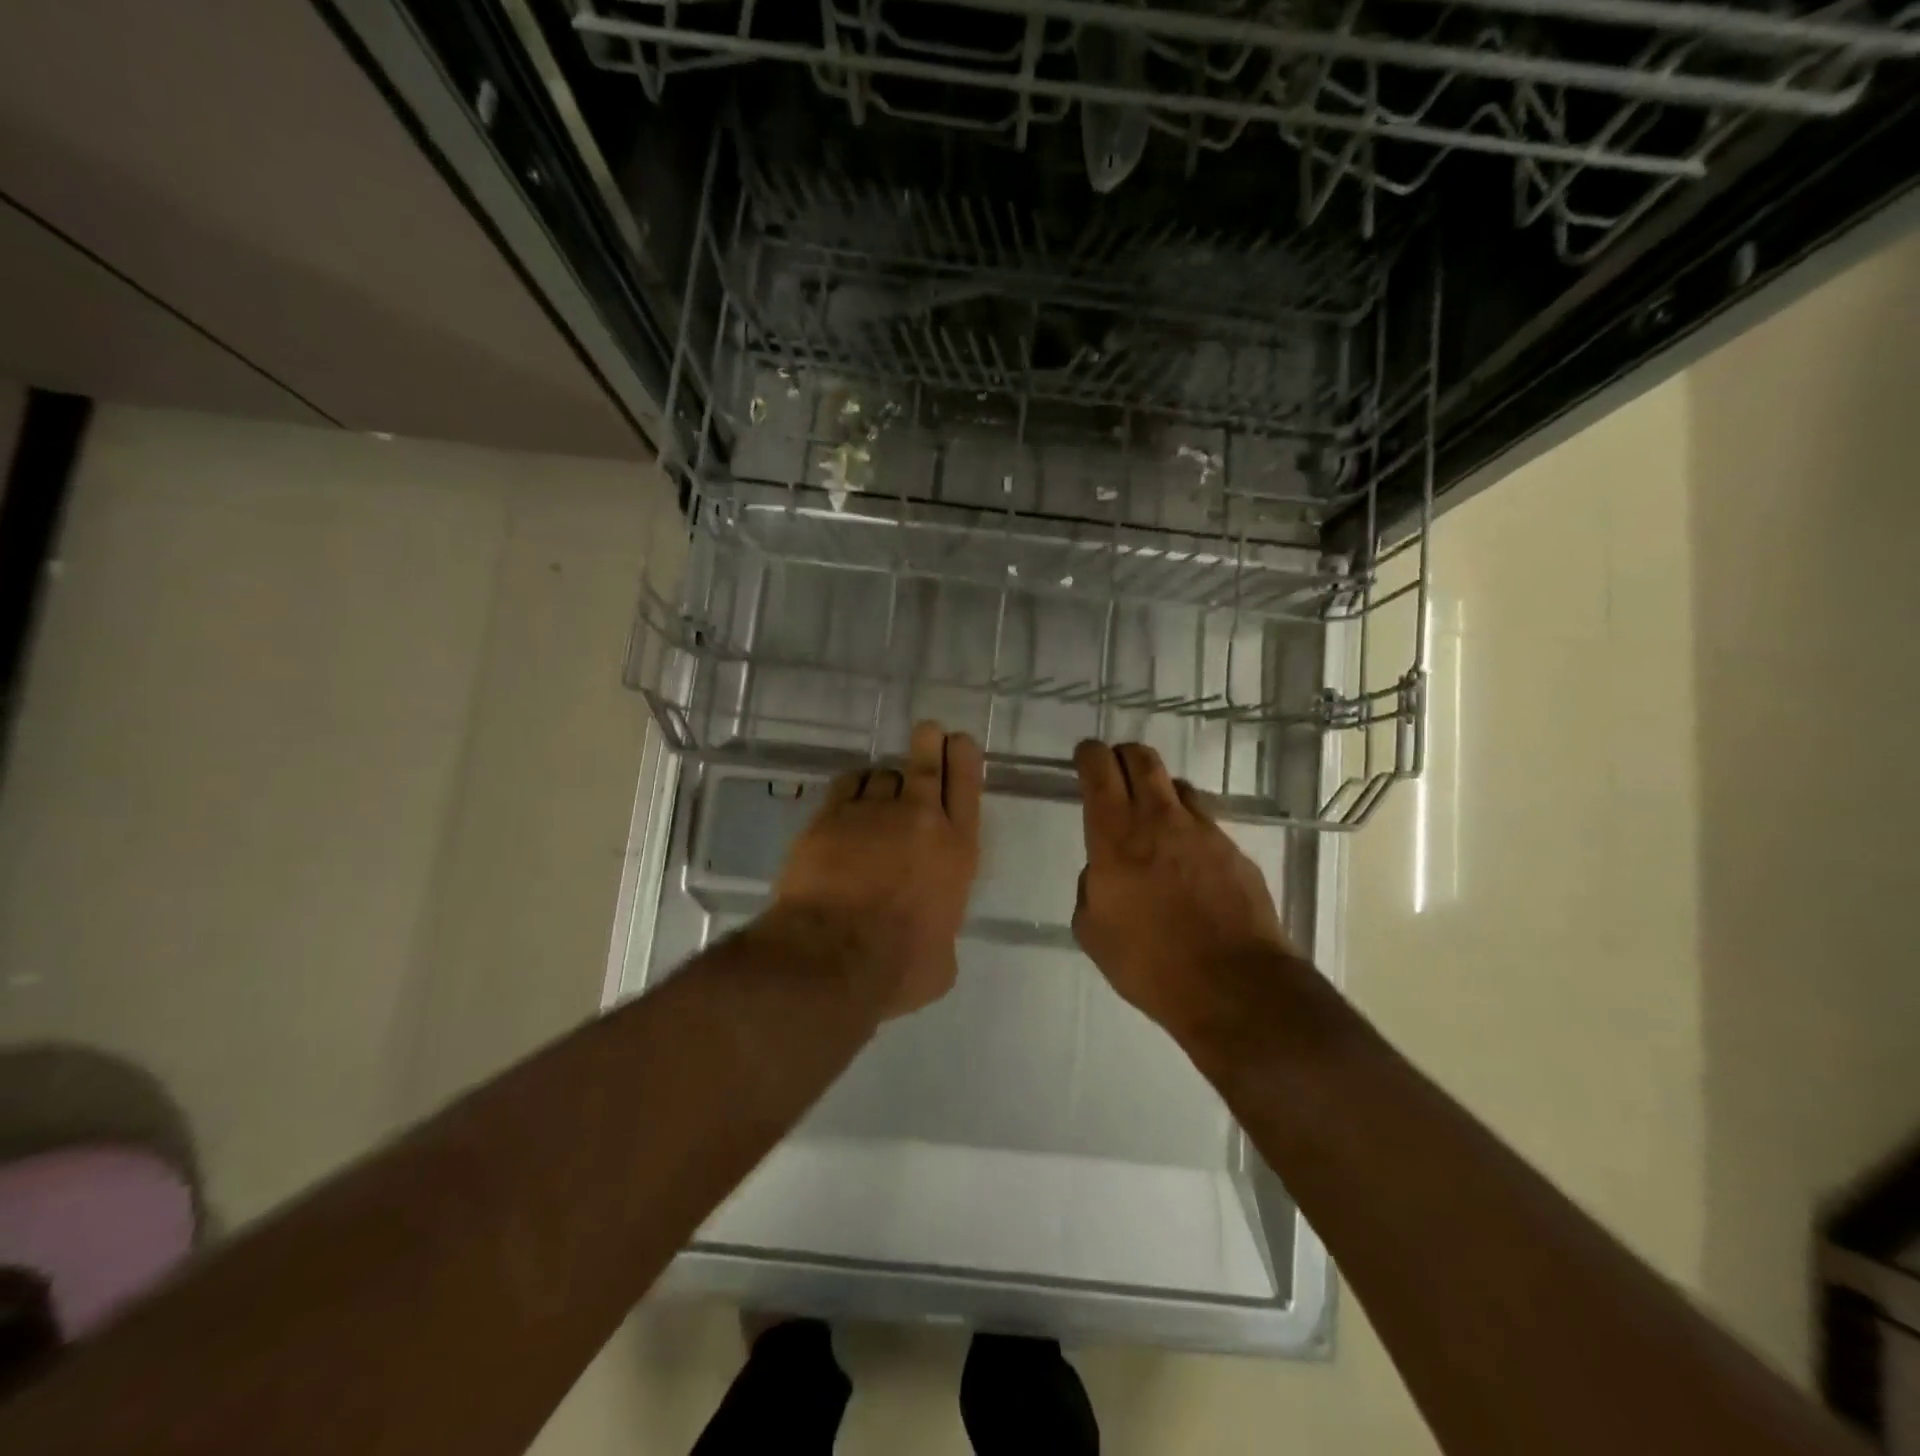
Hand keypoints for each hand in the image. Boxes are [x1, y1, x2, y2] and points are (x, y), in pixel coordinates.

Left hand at [770, 721, 983, 1018]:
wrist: (833, 956)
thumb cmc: (898, 967)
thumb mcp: (942, 963)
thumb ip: (942, 936)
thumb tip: (932, 941)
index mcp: (958, 851)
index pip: (967, 788)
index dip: (964, 758)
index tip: (960, 741)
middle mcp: (920, 820)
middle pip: (927, 764)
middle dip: (930, 743)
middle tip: (929, 731)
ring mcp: (873, 813)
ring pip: (884, 774)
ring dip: (886, 779)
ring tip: (881, 790)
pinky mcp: (831, 816)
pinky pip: (847, 785)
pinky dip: (853, 786)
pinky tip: (850, 796)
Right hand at [1072, 740, 1295, 1042]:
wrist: (1233, 986)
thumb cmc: (1149, 963)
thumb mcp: (1093, 932)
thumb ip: (1091, 889)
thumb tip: (1103, 872)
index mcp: (1116, 836)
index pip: (1099, 771)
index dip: (1089, 755)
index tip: (1085, 755)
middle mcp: (1159, 820)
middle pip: (1142, 760)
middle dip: (1124, 755)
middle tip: (1116, 767)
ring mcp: (1203, 832)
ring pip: (1178, 785)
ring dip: (1160, 789)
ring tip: (1154, 812)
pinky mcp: (1235, 851)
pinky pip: (1205, 822)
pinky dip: (1189, 825)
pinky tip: (1188, 855)